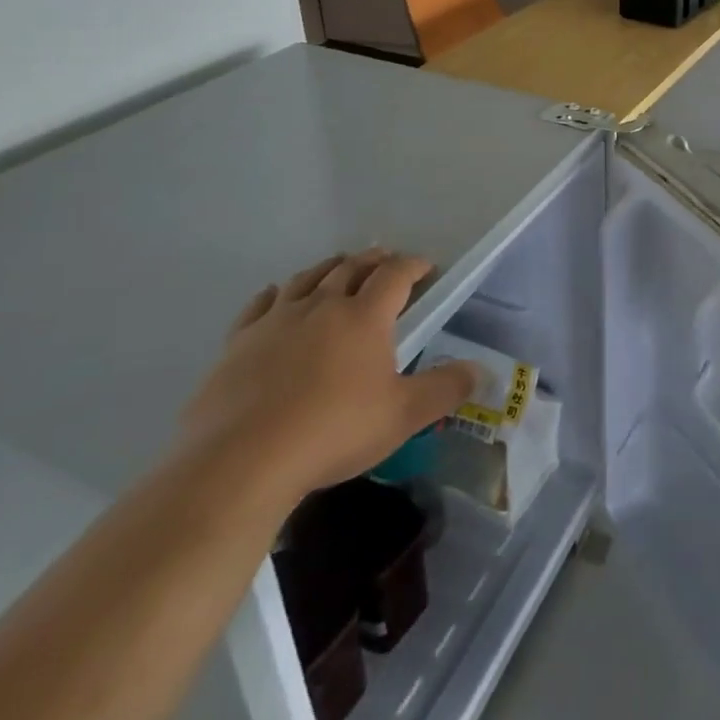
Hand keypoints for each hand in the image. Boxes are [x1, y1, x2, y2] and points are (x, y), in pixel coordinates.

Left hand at [178, 249, 476, 507]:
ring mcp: (276, 321)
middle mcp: (322, 306)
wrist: (241, 461)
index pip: (395, 275)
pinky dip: (276, 293)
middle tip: (384, 259)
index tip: (426, 267)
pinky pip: (260, 304)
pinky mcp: (238, 342)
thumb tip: (480, 370)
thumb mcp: (402, 416)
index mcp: (365, 317)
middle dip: (372, 260)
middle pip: (351, 267)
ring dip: (328, 268)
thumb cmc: (333, 432)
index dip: (414, 265)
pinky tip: (276, 295)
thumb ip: (445, 389)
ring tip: (338, 267)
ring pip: (306, 279)